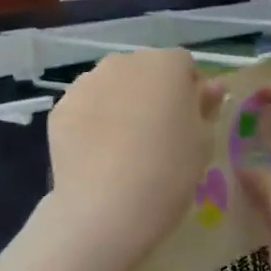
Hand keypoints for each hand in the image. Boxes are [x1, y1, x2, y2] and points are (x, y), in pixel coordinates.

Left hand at [47, 48, 220, 268]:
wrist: (105, 208)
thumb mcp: (201, 142)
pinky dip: (91, 122)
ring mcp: (86, 83)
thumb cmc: (168, 173)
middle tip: (156, 135)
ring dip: (119, 104)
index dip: (188, 91)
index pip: (183, 65)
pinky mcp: (60, 108)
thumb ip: (205, 106)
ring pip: (110, 86)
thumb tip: (210, 87)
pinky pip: (84, 108)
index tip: (189, 122)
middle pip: (143, 71)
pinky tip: (97, 155)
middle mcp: (123, 62)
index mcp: (165, 65)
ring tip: (122, 147)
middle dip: (151, 93)